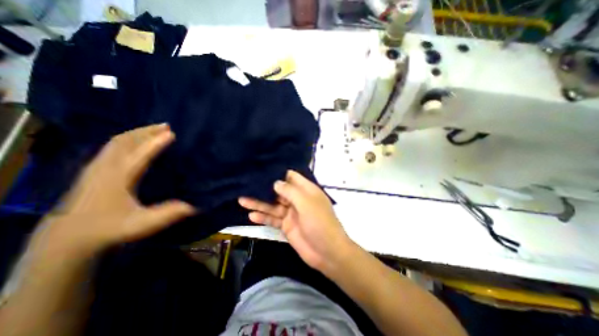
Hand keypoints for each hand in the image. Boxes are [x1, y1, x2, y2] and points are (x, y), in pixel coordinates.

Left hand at [36, 123, 193, 256]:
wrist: (67, 239)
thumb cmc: (108, 229)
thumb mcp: (141, 224)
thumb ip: (167, 214)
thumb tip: (194, 206)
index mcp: (118, 178)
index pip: (139, 154)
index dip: (156, 143)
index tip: (172, 133)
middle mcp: (106, 168)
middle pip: (125, 142)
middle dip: (146, 131)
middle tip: (165, 125)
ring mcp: (96, 167)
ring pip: (117, 142)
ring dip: (137, 132)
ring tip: (154, 128)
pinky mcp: (94, 170)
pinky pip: (111, 147)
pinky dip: (126, 139)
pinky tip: (134, 140)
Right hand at [238, 170, 351, 275]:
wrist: (327, 252)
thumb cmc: (319, 222)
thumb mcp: (306, 203)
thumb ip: (290, 191)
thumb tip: (276, 182)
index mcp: (306, 190)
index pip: (291, 177)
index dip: (278, 174)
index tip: (263, 170)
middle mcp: (298, 199)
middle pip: (279, 191)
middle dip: (265, 188)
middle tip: (246, 184)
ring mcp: (291, 213)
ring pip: (273, 205)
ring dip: (259, 203)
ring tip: (242, 200)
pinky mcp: (286, 226)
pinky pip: (273, 219)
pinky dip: (263, 217)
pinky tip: (251, 216)